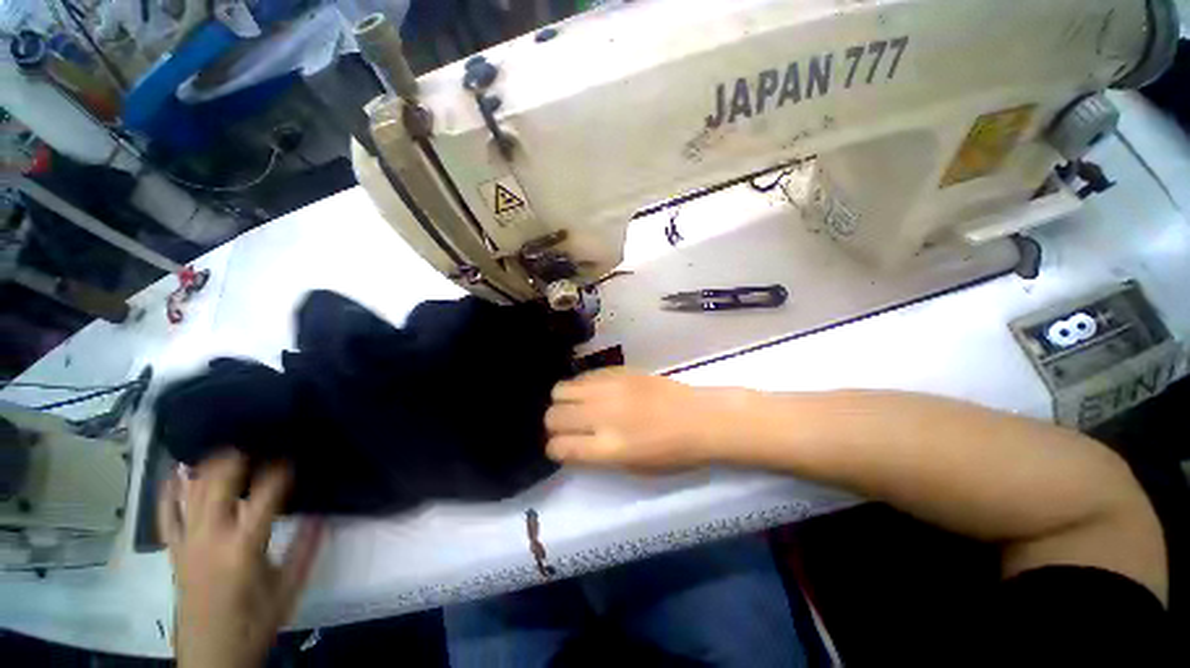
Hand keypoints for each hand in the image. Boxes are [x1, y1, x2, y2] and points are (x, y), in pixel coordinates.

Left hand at [158, 451, 323, 667]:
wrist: (212, 653)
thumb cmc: (255, 620)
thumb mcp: (289, 588)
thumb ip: (305, 549)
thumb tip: (322, 514)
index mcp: (244, 547)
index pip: (264, 496)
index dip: (279, 472)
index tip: (291, 457)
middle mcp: (211, 538)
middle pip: (218, 487)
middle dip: (235, 460)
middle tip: (254, 442)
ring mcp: (187, 543)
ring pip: (191, 495)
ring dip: (205, 469)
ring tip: (223, 449)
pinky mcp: (174, 550)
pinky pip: (165, 515)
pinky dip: (169, 492)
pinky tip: (175, 473)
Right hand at [545, 369, 747, 471]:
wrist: (700, 418)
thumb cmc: (672, 453)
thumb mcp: (632, 468)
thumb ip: (597, 456)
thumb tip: (572, 444)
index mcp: (608, 447)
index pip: (559, 446)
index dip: (555, 449)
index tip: (561, 448)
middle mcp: (602, 415)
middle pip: (553, 416)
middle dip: (554, 426)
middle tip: (568, 428)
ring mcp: (609, 388)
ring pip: (560, 389)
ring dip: (563, 402)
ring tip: (577, 407)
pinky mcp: (617, 371)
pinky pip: (583, 376)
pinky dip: (580, 387)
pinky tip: (593, 393)